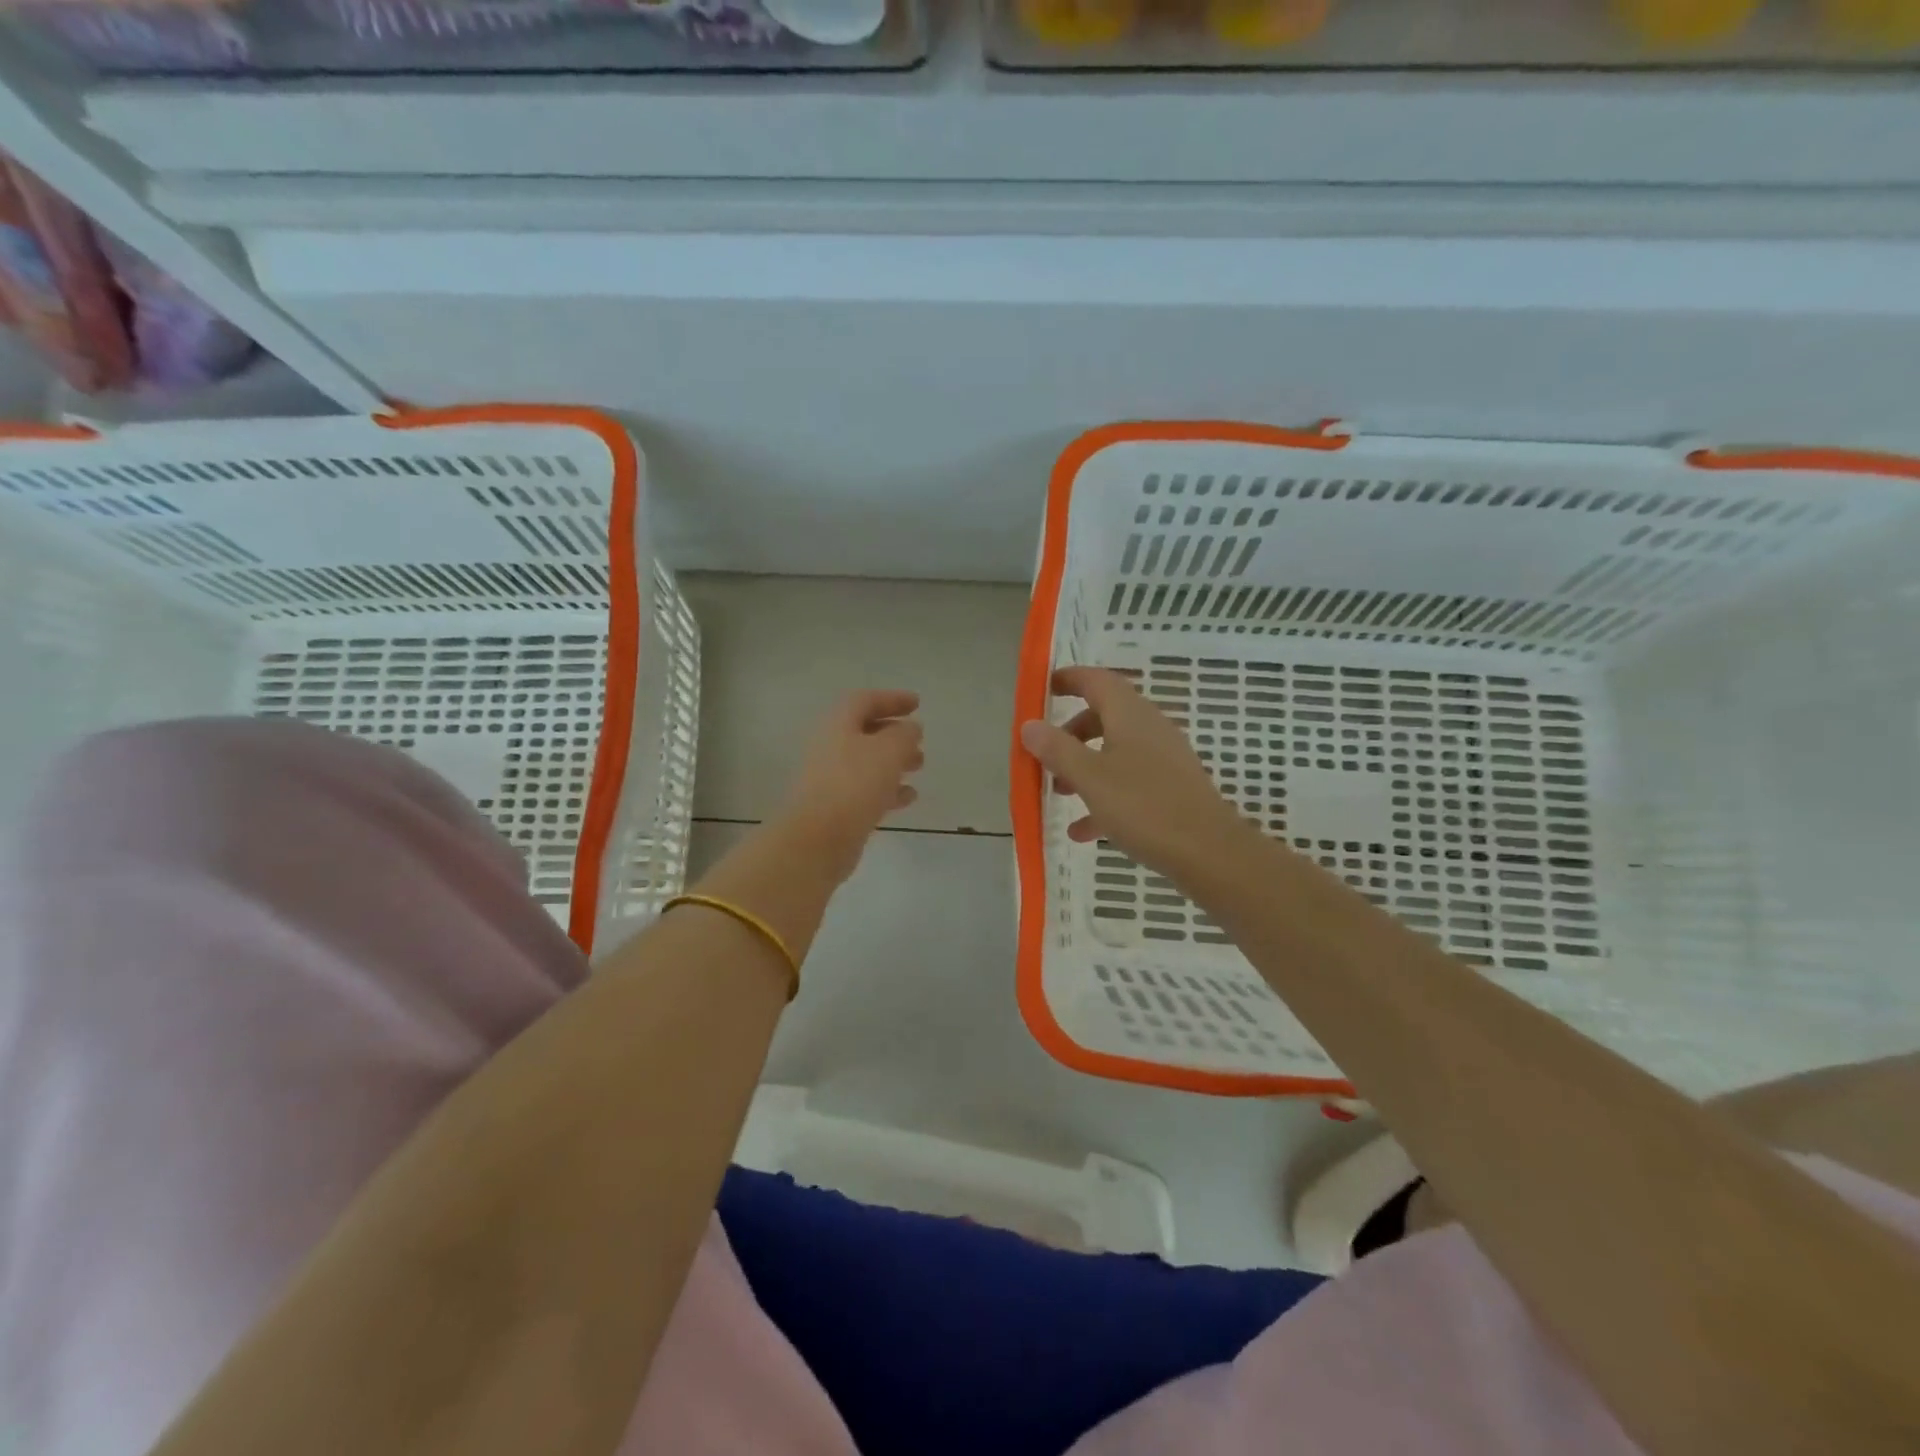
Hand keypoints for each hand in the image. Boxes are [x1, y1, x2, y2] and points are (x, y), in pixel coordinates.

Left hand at [775, 690, 923, 884]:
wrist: (818, 838)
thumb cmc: (854, 784)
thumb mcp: (888, 751)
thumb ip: (904, 735)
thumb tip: (910, 728)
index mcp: (838, 724)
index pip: (865, 701)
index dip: (892, 699)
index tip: (917, 704)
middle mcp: (830, 747)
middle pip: (864, 731)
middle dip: (894, 733)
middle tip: (919, 740)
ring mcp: (830, 778)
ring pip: (866, 762)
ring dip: (893, 761)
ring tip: (919, 767)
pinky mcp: (835, 807)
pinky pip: (864, 790)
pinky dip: (887, 789)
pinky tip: (908, 797)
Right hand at [1020, 666, 1251, 879]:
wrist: (1209, 851)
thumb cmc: (1143, 806)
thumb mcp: (1090, 777)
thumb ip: (1057, 749)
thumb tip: (1029, 725)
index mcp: (1130, 715)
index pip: (1096, 680)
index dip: (1068, 679)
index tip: (1043, 688)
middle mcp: (1149, 728)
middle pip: (1104, 716)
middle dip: (1070, 733)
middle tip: (1045, 752)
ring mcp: (1164, 759)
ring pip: (1115, 751)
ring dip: (1084, 766)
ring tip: (1058, 793)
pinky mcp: (1172, 788)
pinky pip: (1129, 782)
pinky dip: (1104, 796)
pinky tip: (1084, 831)